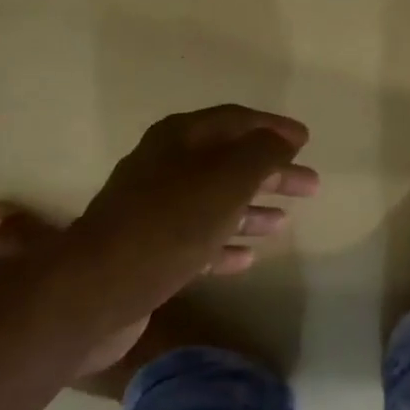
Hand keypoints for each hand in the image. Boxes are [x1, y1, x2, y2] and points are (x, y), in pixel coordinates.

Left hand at [69, 105, 319, 312]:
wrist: (99, 289)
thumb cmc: (171, 223)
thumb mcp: (228, 178)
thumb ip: (262, 153)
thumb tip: (282, 139)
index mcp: (180, 138)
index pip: (236, 120)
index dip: (273, 127)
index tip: (306, 140)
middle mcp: (165, 167)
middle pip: (229, 162)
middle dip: (271, 172)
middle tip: (310, 185)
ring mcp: (155, 210)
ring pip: (215, 202)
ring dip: (251, 209)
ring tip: (284, 222)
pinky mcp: (150, 250)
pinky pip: (199, 241)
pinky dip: (226, 245)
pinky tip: (249, 257)